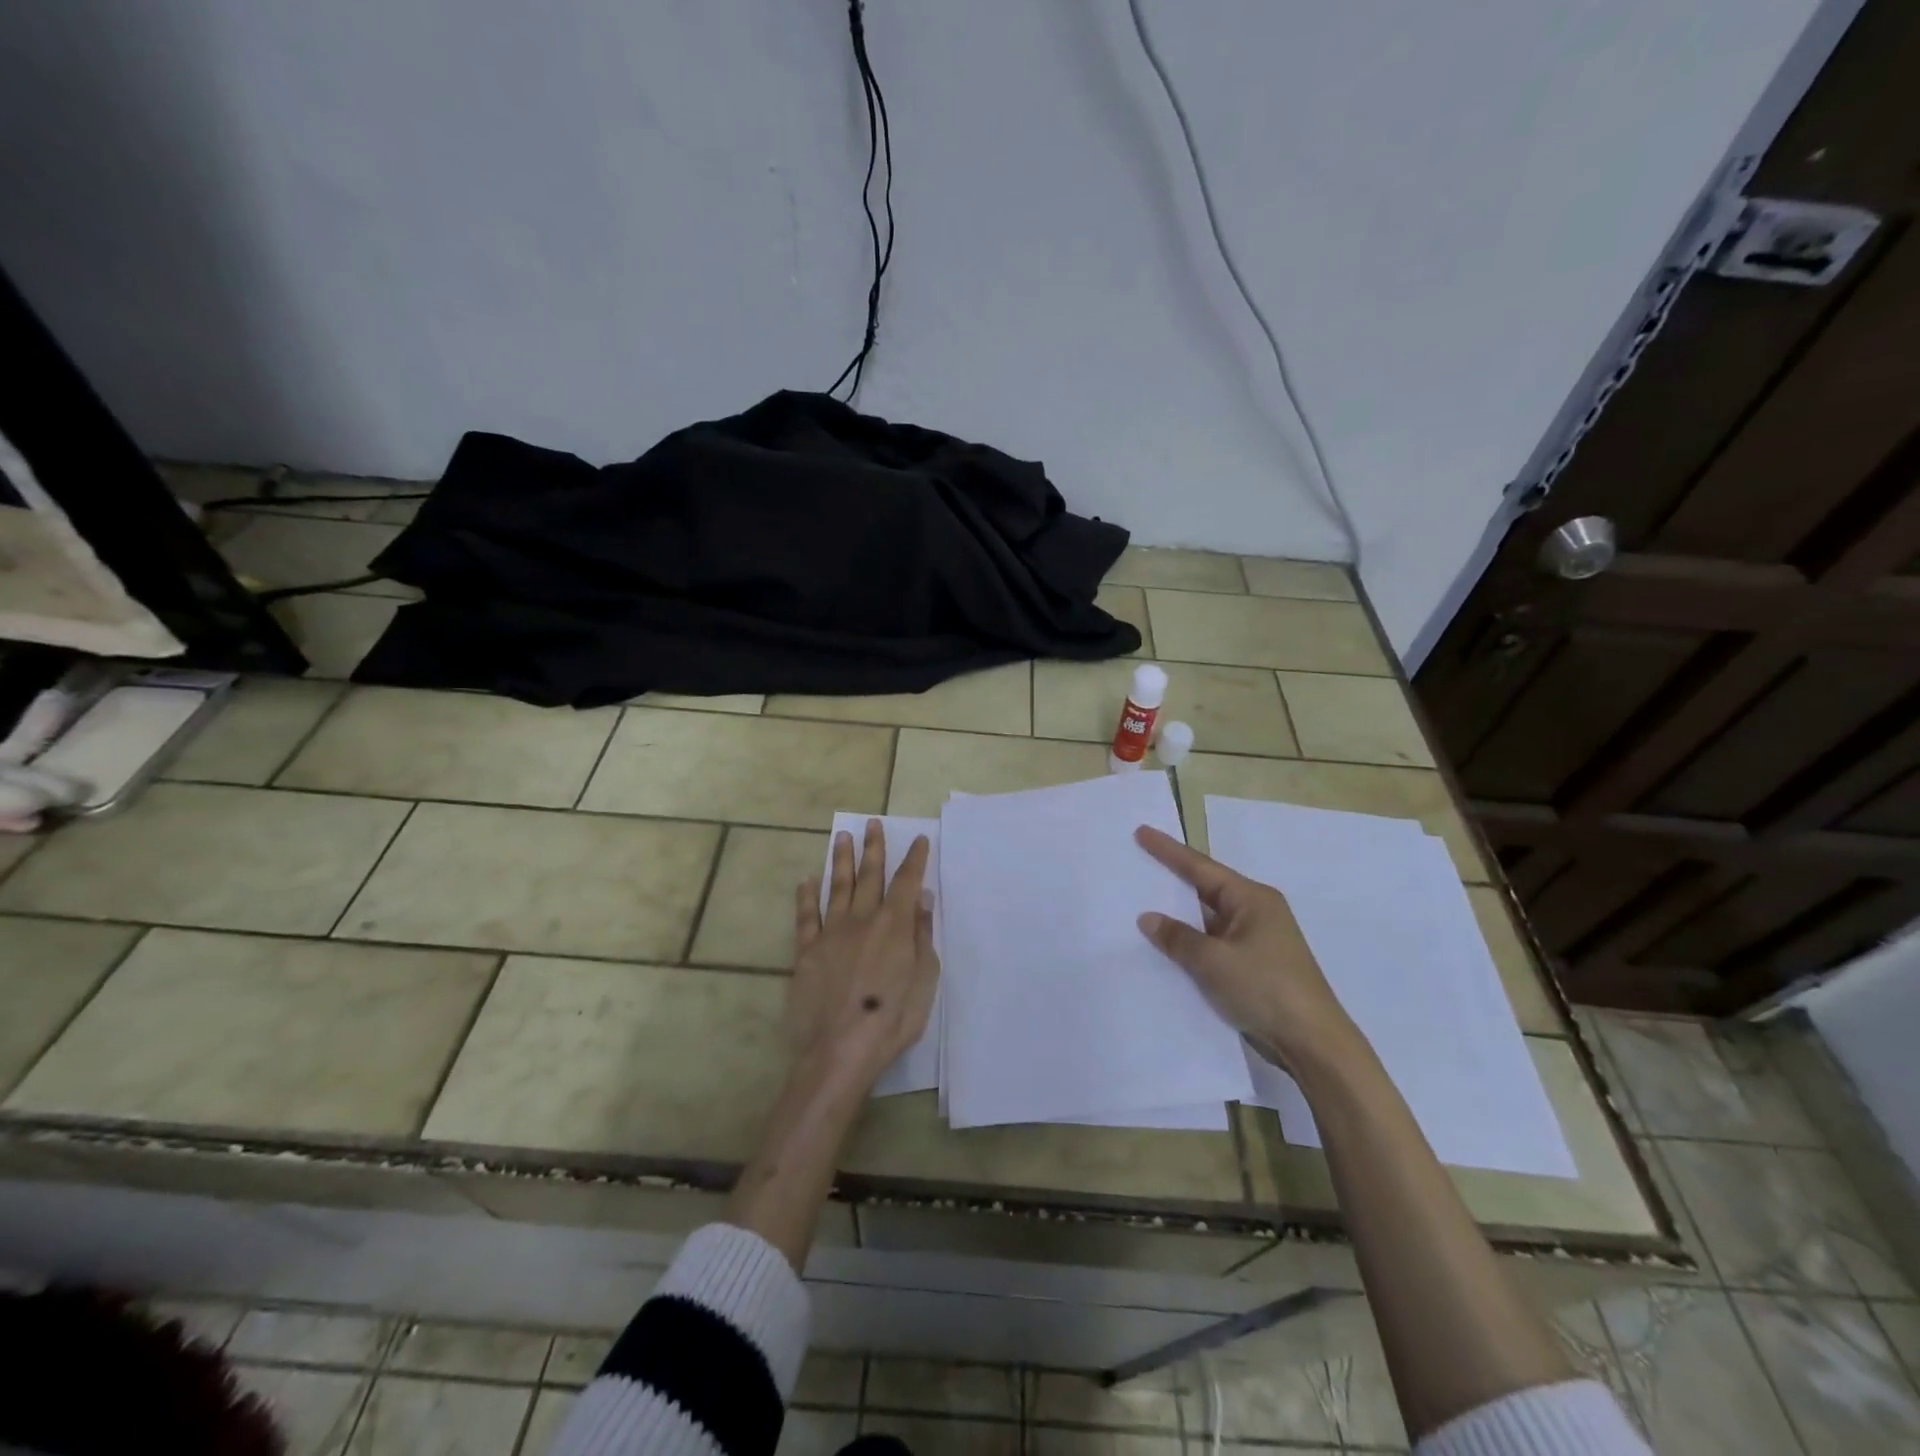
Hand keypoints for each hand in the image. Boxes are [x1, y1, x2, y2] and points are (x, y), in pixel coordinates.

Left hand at [790, 818, 939, 1093]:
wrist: (838, 1050)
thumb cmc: (892, 1020)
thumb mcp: (923, 980)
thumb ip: (922, 936)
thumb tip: (922, 899)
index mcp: (894, 926)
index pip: (906, 882)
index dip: (914, 859)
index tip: (918, 839)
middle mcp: (862, 920)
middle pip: (870, 876)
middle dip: (874, 848)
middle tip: (873, 823)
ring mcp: (831, 933)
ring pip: (838, 887)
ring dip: (842, 860)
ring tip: (842, 836)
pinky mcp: (806, 952)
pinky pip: (806, 916)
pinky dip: (806, 896)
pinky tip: (807, 880)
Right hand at [1133, 825, 1354, 1068]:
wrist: (1312, 1043)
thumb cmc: (1265, 989)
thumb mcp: (1212, 961)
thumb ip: (1177, 937)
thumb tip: (1148, 918)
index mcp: (1252, 899)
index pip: (1200, 867)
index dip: (1168, 850)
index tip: (1142, 831)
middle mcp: (1256, 912)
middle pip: (1205, 888)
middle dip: (1172, 880)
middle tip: (1138, 864)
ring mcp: (1257, 940)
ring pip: (1208, 919)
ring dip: (1180, 916)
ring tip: (1142, 904)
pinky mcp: (1254, 966)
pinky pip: (1213, 943)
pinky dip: (1191, 942)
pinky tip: (1166, 947)